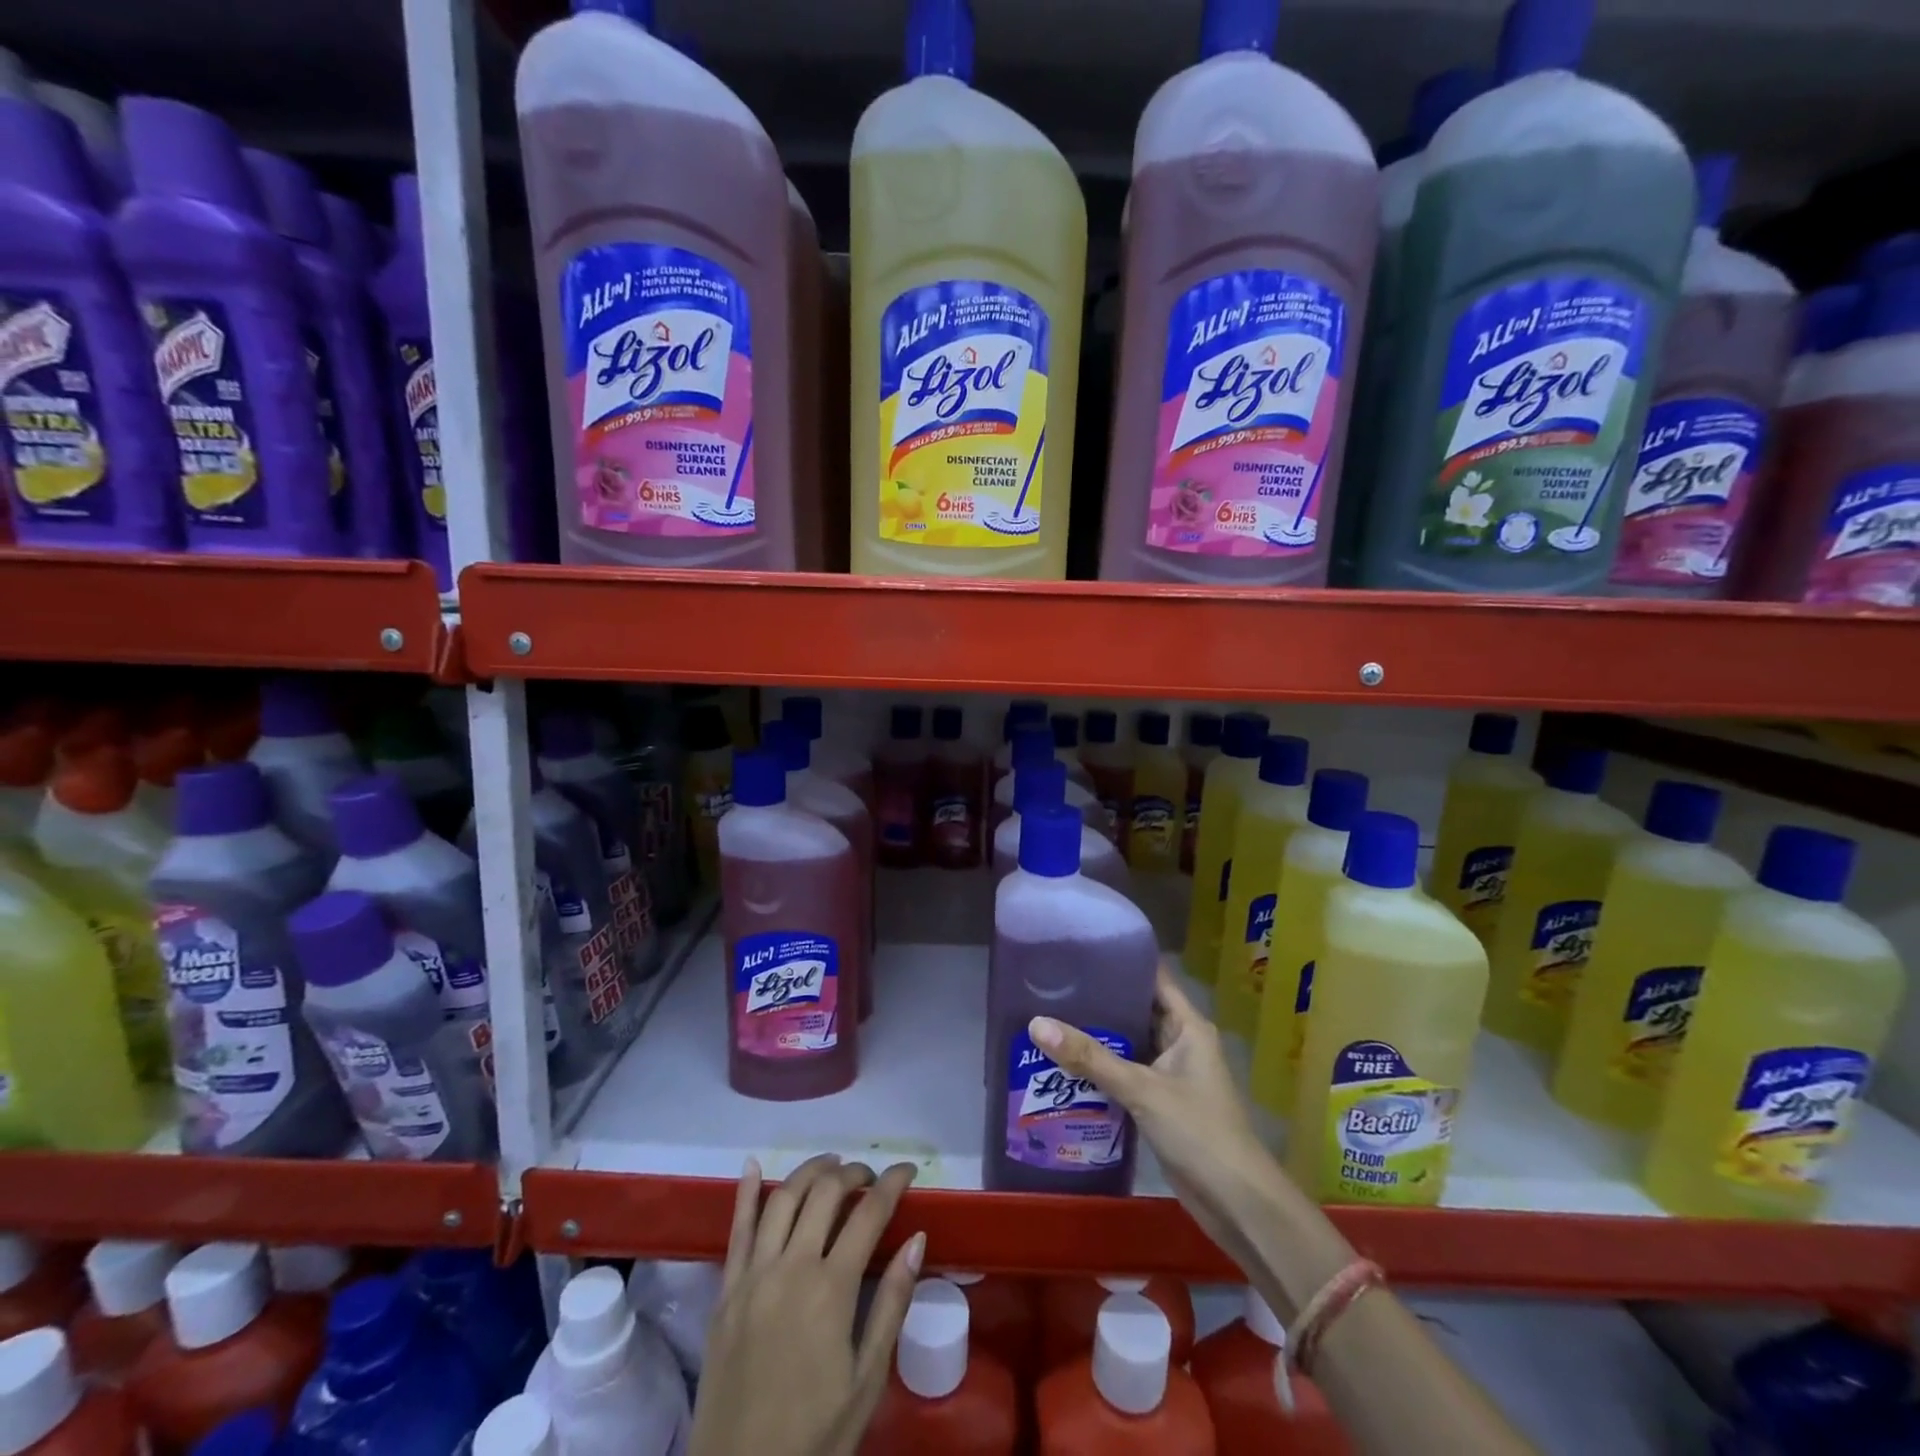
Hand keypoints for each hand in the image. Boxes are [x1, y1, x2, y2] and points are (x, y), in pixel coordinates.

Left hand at [689, 1153, 922, 1455]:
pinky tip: (753, 1164)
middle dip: (853, 1173)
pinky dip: (745, 1191)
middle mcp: (791, 1267)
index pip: (869, 1213)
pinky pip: (736, 1229)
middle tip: (871, 1177)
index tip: (908, 1170)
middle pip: (825, 1193)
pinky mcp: (725, 1290)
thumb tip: (916, 1239)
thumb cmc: (814, 1436)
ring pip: (782, 1198)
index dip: (892, 1183)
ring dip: (810, 1172)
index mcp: (830, 1289)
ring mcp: (752, 1275)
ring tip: (831, 1165)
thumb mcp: (867, 1381)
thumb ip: (891, 1304)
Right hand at [1030, 963, 1281, 1274]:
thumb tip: (1036, 1024)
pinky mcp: (1161, 1102)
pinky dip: (1102, 1068)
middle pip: (1137, 1009)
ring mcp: (1171, 1074)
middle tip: (1053, 985)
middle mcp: (1181, 1042)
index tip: (1080, 949)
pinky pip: (1127, 1073)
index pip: (1153, 978)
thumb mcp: (1141, 1089)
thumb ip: (1090, 1058)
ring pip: (1129, 1044)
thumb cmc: (1198, 1131)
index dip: (1121, 960)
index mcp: (1188, 1026)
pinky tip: (1067, 1064)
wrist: (1236, 1203)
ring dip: (1098, 1037)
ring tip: (1051, 1018)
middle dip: (1100, 1000)